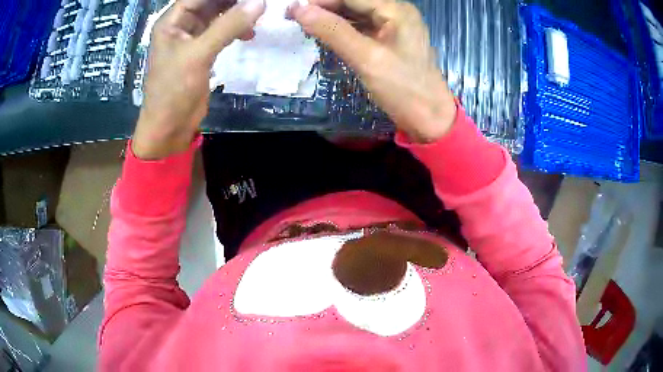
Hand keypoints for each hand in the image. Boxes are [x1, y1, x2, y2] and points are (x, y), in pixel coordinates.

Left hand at [133, 0, 265, 158]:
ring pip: (218, 17)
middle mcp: (181, 26)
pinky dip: (235, 30)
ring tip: (257, 15)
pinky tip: (249, 34)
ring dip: (237, 15)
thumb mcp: (199, 55)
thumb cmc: (174, 90)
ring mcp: (191, 39)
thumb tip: (258, 3)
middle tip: (257, 3)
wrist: (169, 128)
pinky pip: (221, 32)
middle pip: (210, 3)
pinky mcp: (202, 52)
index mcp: (171, 22)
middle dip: (233, 2)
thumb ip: (228, 26)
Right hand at [290, 0, 456, 142]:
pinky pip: (360, 28)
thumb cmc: (404, 89)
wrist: (430, 119)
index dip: (320, 1)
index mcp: (396, 10)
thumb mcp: (367, 58)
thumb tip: (299, 10)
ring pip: (354, 14)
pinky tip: (323, 34)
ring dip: (330, 18)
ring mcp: (392, 26)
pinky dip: (341, 30)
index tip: (292, 9)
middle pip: (353, 2)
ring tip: (303, 25)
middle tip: (294, 18)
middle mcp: (395, 12)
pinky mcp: (388, 40)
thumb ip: (333, 31)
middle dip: (324, 8)